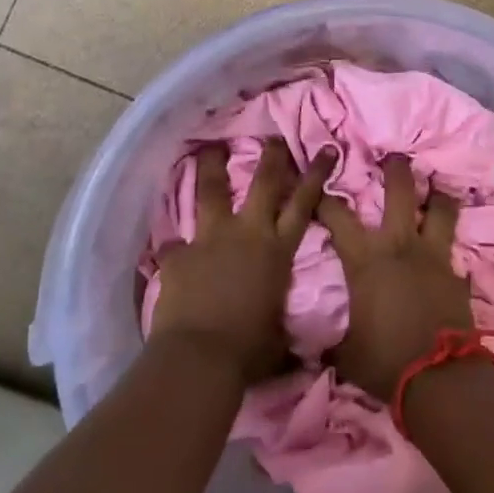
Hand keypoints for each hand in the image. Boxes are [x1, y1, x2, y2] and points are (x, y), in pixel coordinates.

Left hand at [149, 138, 334, 383]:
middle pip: (262, 183)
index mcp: (278, 251)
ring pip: (212, 192)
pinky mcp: (178, 254)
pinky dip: (172, 247)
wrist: (201, 356)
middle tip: (273, 136)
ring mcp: (210, 239)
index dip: (316, 175)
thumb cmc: (250, 350)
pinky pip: (173, 244)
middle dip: (271, 157)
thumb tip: (304, 355)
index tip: (326, 149)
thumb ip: (286, 330)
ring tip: (210, 149)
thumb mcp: (280, 338)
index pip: (304, 204)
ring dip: (212, 167)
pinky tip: (167, 248)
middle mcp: (247, 234)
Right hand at [317, 156, 469, 401]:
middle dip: (396, 169)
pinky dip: (452, 251)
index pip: (338, 216)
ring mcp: (434, 257)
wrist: (439, 378)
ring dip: (438, 196)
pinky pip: (455, 254)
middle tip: (395, 156)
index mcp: (365, 259)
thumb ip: (331, 342)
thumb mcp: (346, 353)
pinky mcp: (457, 275)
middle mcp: (400, 245)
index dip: (326, 198)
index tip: (320, 186)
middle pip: (401, 191)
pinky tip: (452, 256)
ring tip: (437, 188)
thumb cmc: (384, 360)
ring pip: (441, 210)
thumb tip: (311, 350)